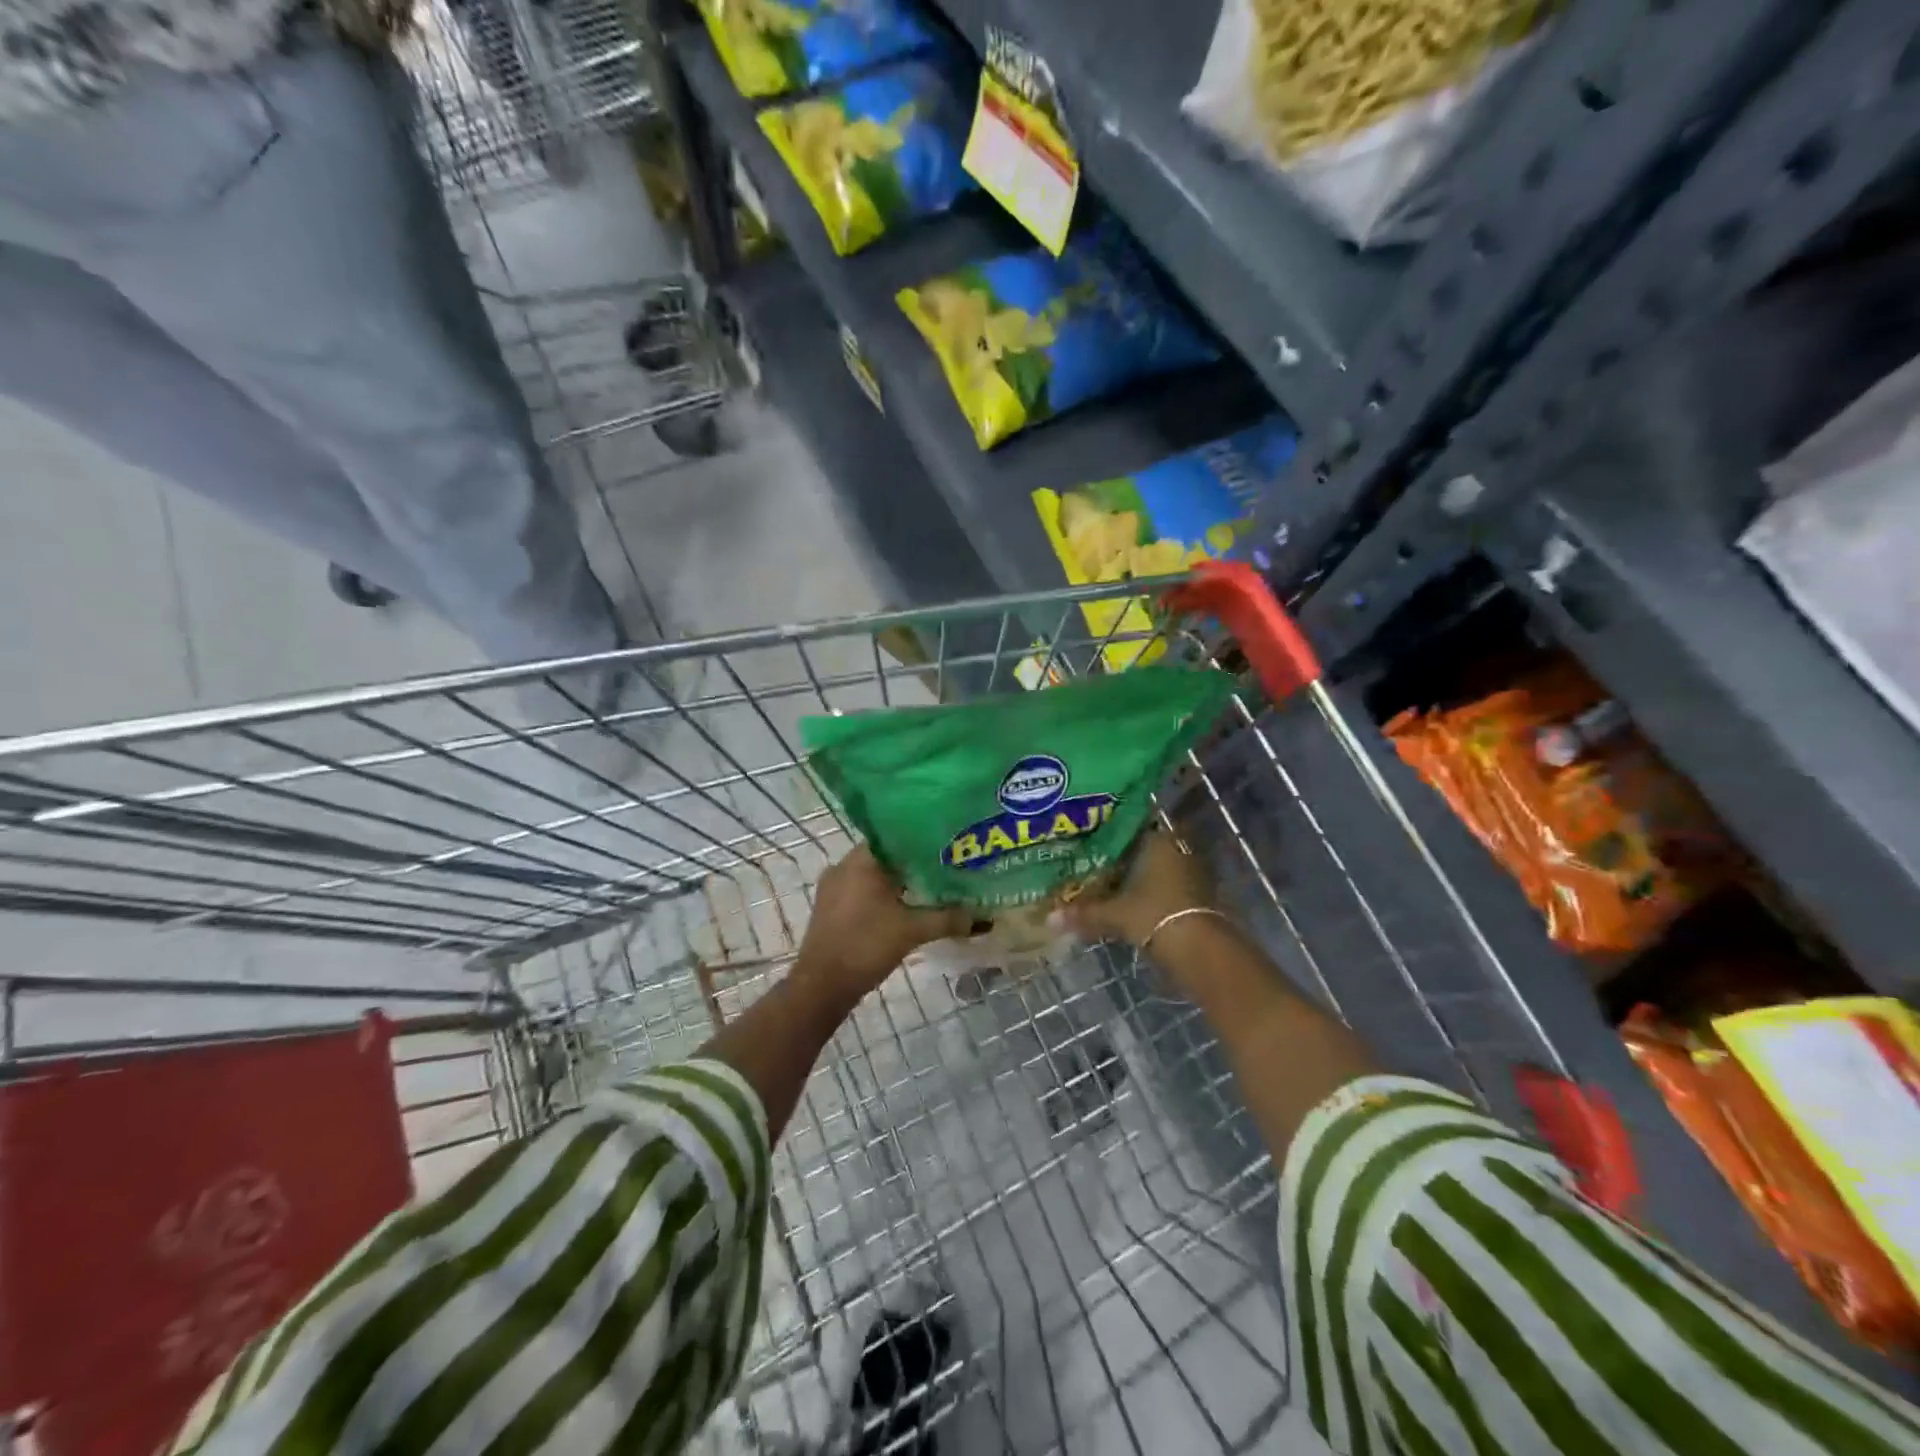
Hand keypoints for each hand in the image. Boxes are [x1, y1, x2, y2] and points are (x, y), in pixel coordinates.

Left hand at [794, 846, 970, 1005]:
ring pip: (874, 875)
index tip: (948, 845)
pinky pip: (863, 891)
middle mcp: (844, 866)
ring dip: (900, 881)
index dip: (923, 839)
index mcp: (861, 860)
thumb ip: (948, 918)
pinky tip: (906, 907)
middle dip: (916, 862)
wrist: (822, 986)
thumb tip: (984, 918)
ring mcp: (834, 888)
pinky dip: (884, 895)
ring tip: (933, 887)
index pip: (896, 835)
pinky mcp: (831, 908)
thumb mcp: (912, 930)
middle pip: (887, 855)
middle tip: (947, 866)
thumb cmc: (866, 945)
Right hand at [1060, 832, 1213, 946]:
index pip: (1131, 824)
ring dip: (1138, 874)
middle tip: (1094, 860)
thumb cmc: (1154, 915)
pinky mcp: (1198, 896)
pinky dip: (1151, 891)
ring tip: (1108, 881)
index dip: (1110, 830)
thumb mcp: (1114, 914)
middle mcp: (1177, 849)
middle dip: (1123, 855)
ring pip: (1157, 866)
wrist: (1200, 950)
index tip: (1090, 835)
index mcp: (1157, 840)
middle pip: (1144, 846)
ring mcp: (1191, 872)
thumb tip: (1049, 918)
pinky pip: (1167, 885)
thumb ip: (1084, 913)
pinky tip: (1132, 900)